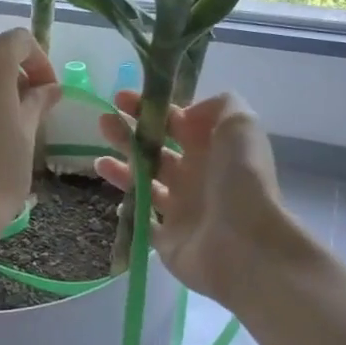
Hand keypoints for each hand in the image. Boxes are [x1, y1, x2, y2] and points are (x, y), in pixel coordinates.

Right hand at [95, 90, 314, 305]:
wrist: (246, 245)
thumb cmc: (240, 180)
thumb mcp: (240, 125)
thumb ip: (219, 106)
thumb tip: (186, 114)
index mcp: (212, 149)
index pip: (176, 122)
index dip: (149, 109)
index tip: (122, 99)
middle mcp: (196, 177)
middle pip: (155, 151)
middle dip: (128, 135)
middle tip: (104, 123)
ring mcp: (182, 210)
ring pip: (144, 184)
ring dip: (121, 170)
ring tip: (98, 162)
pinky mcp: (168, 241)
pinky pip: (142, 223)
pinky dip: (129, 211)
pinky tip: (115, 202)